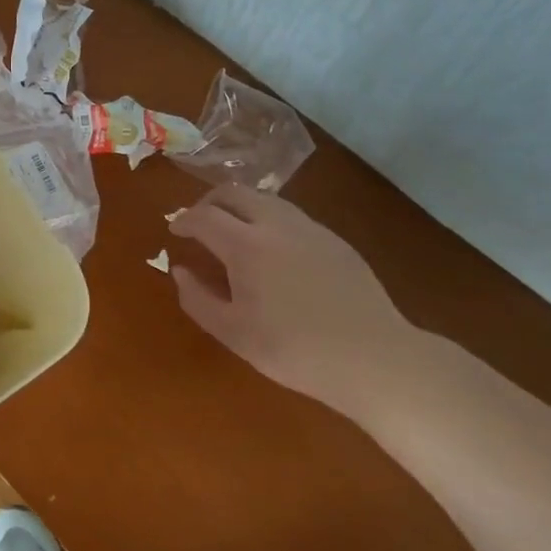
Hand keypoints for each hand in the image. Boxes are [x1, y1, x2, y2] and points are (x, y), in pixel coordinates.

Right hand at [169, 185, 420, 416]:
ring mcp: (310, 229)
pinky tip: (272, 250)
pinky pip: (290, 216)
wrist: (375, 358)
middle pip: (233, 192)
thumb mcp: (233, 333)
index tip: (174, 230)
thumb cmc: (295, 350)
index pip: (203, 216)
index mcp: (246, 245)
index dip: (183, 219)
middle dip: (208, 202)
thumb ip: (197, 299)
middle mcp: (276, 225)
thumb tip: (180, 270)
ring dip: (239, 207)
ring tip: (232, 232)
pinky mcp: (335, 241)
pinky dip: (267, 219)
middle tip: (198, 223)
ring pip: (265, 199)